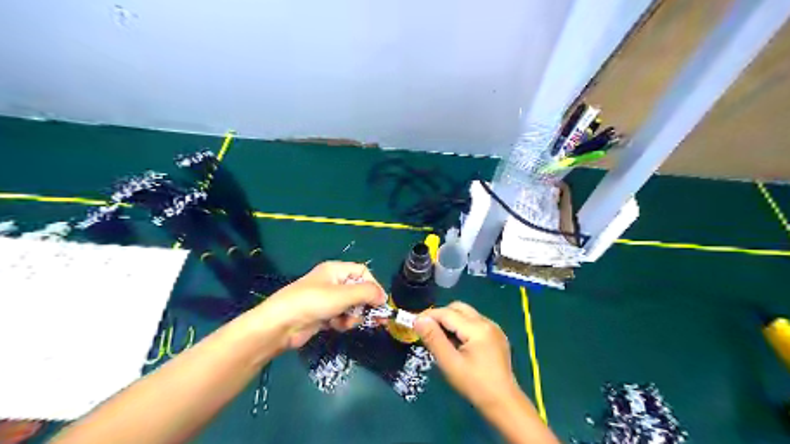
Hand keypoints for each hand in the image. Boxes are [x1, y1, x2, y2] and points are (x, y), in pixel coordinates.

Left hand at [253, 260, 386, 349]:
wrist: (281, 325)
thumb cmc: (313, 303)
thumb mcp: (343, 295)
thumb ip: (367, 293)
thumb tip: (384, 297)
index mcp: (336, 270)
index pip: (363, 273)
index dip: (373, 286)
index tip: (380, 302)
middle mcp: (333, 282)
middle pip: (359, 291)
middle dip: (365, 305)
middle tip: (376, 319)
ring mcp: (327, 299)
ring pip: (352, 306)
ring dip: (353, 316)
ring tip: (346, 323)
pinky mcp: (323, 315)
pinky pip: (341, 317)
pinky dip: (342, 323)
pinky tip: (336, 327)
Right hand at [416, 303, 523, 410]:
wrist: (504, 403)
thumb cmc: (475, 385)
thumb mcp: (450, 363)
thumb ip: (433, 339)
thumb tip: (419, 320)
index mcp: (477, 328)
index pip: (447, 313)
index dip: (429, 315)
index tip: (414, 323)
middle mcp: (487, 322)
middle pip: (458, 308)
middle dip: (440, 315)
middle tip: (427, 331)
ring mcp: (494, 328)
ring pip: (466, 314)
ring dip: (451, 320)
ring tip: (441, 339)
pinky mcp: (496, 335)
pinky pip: (474, 322)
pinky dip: (462, 327)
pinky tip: (457, 344)